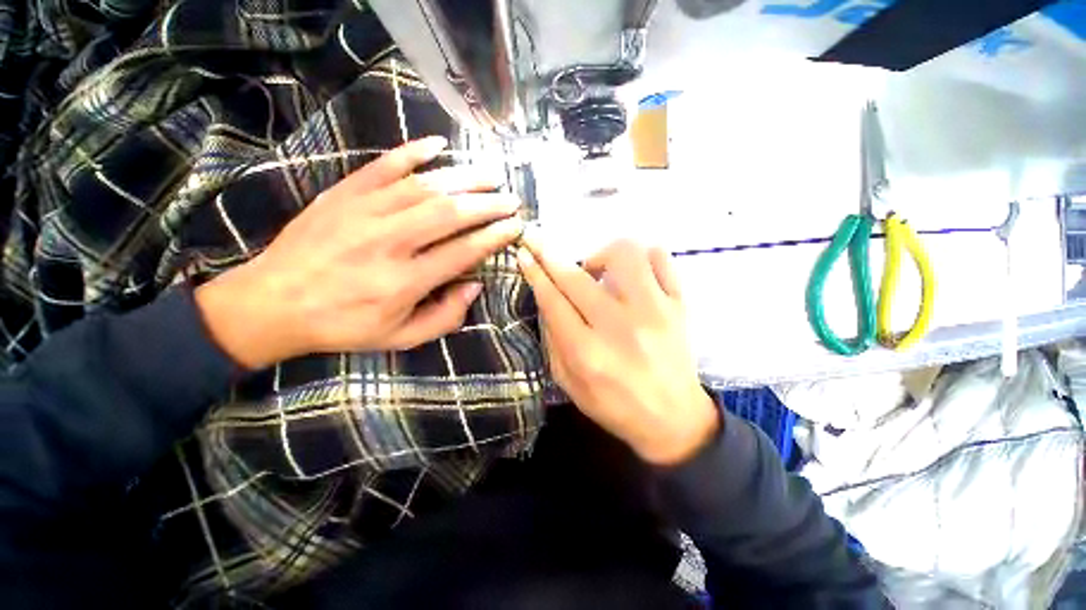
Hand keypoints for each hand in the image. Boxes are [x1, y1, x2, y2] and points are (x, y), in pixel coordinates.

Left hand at [196, 136, 523, 368]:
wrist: (271, 303)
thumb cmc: (343, 325)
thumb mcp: (401, 338)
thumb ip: (444, 317)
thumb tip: (474, 285)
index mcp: (403, 282)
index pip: (463, 252)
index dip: (494, 237)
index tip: (515, 226)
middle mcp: (388, 243)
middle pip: (449, 214)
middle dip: (487, 204)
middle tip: (511, 199)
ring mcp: (363, 212)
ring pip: (424, 186)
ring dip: (463, 178)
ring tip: (490, 174)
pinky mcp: (343, 194)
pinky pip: (383, 165)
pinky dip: (413, 151)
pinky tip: (439, 145)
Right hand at [517, 238, 718, 465]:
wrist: (673, 419)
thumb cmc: (615, 406)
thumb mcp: (570, 384)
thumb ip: (554, 341)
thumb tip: (547, 299)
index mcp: (587, 353)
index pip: (553, 300)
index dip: (535, 272)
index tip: (525, 253)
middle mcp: (620, 327)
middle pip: (577, 277)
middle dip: (550, 255)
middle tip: (540, 244)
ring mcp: (655, 311)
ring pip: (625, 254)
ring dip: (600, 254)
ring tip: (597, 271)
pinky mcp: (679, 305)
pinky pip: (661, 259)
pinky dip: (641, 257)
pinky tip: (632, 274)